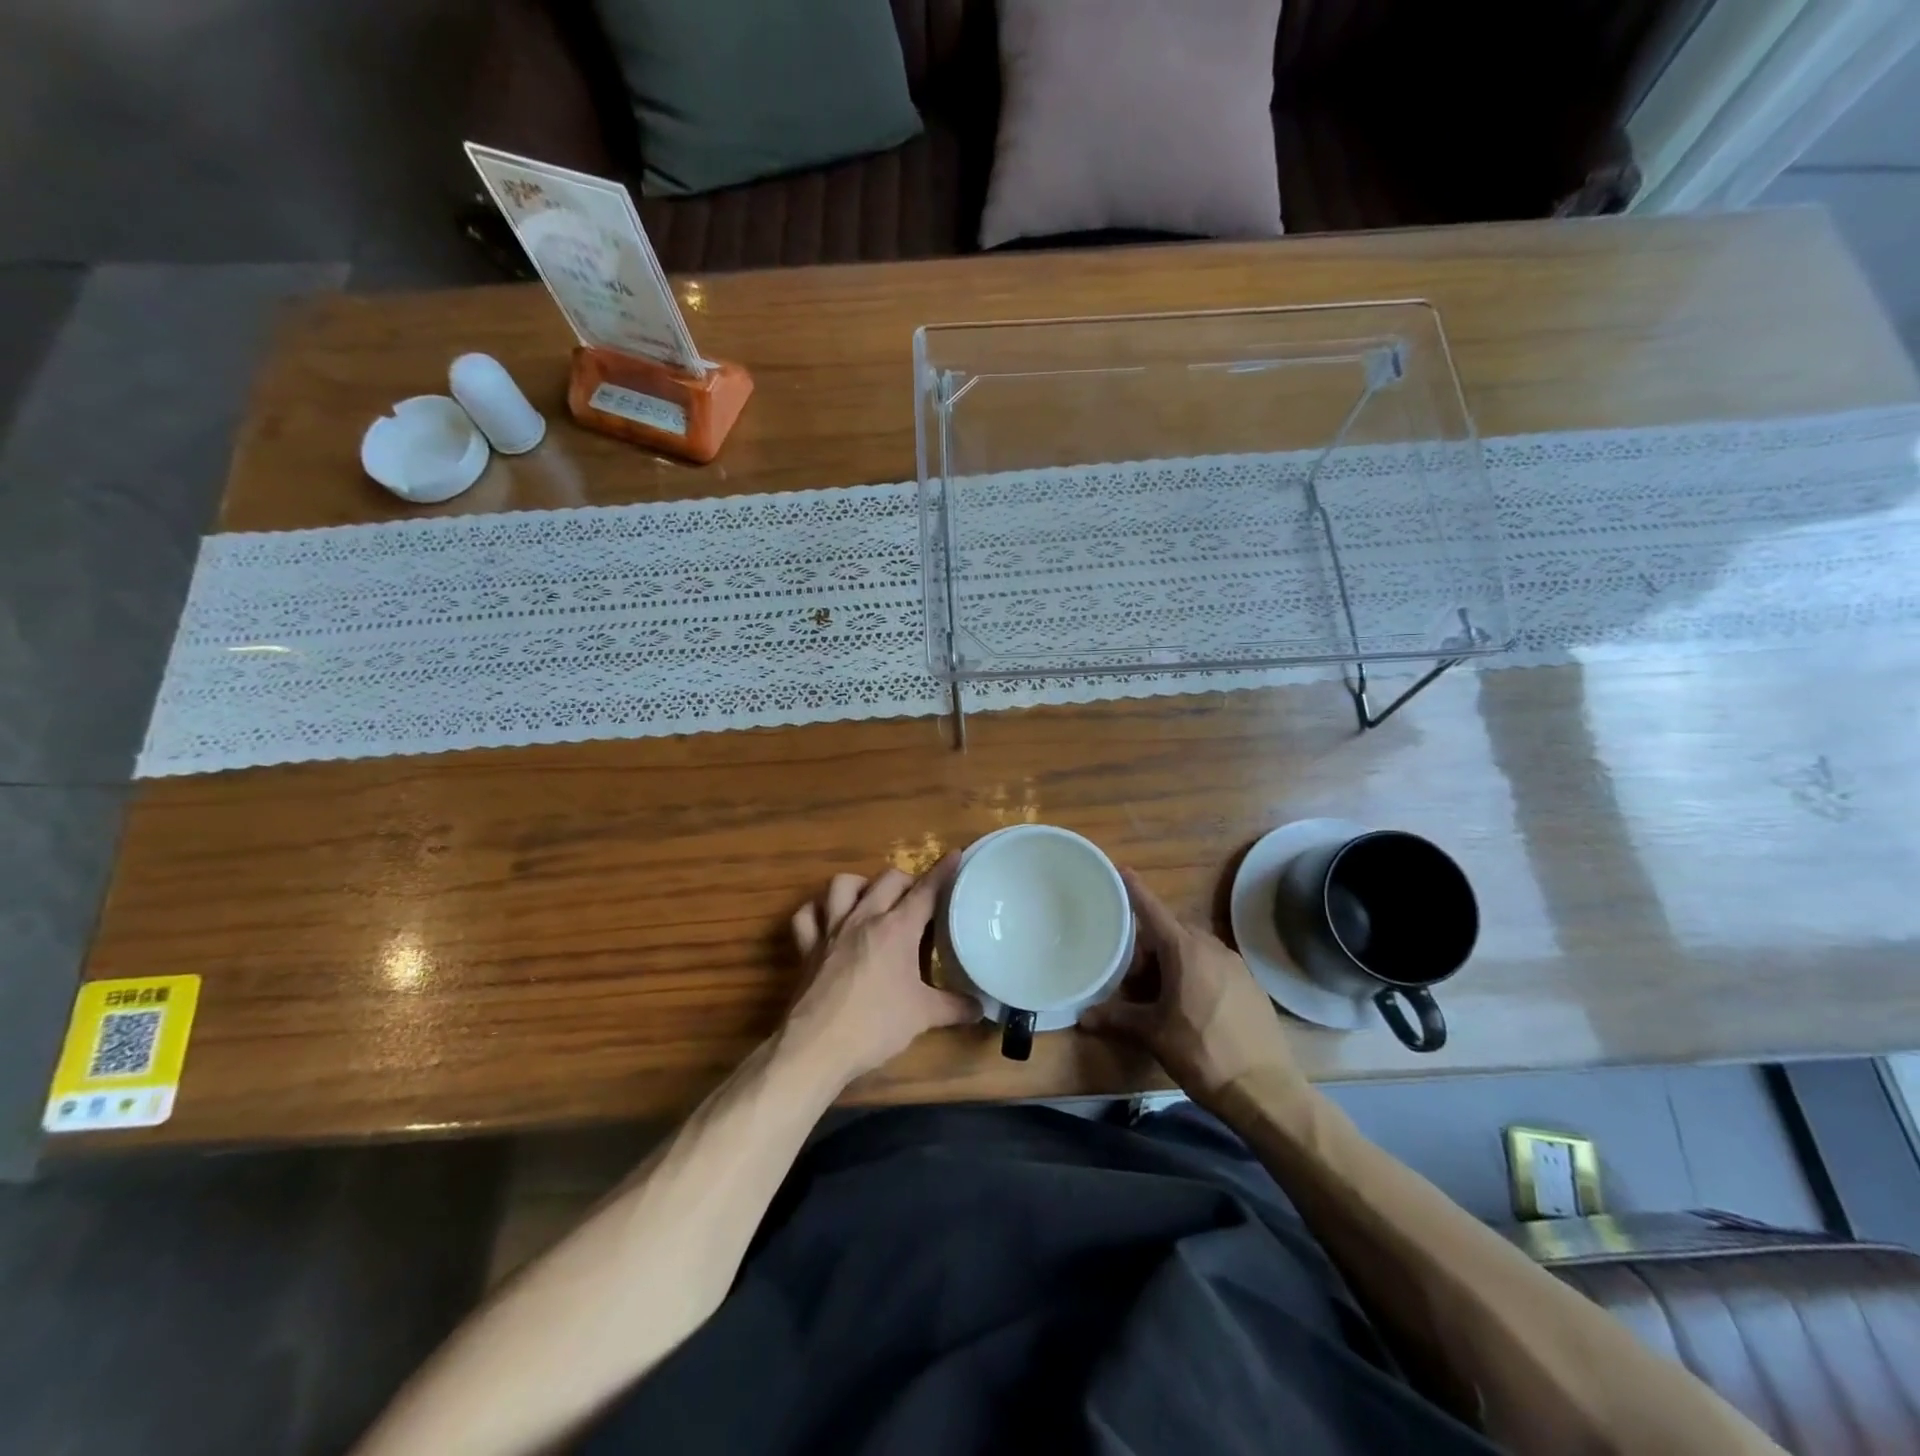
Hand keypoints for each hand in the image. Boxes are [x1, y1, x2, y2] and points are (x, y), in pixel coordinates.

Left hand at [783, 857, 978, 1087]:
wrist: (817, 1046)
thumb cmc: (876, 1025)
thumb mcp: (924, 1016)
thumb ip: (955, 1007)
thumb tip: (982, 1008)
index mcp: (896, 929)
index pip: (926, 890)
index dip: (943, 871)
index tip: (955, 853)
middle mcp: (864, 918)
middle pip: (888, 879)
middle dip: (907, 880)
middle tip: (918, 898)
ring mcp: (831, 930)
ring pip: (842, 884)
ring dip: (860, 885)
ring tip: (872, 899)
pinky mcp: (807, 947)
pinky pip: (807, 915)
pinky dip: (817, 911)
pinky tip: (828, 919)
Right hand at [1078, 869, 1296, 1107]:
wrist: (1264, 1089)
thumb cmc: (1202, 1052)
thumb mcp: (1153, 1034)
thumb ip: (1117, 1018)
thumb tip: (1083, 1017)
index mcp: (1185, 951)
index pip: (1153, 910)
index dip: (1135, 890)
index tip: (1122, 869)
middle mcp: (1212, 948)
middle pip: (1172, 932)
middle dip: (1150, 945)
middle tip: (1133, 975)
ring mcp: (1236, 966)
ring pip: (1195, 949)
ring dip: (1174, 961)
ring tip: (1160, 993)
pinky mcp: (1251, 985)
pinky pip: (1215, 966)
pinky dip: (1197, 973)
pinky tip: (1191, 1005)